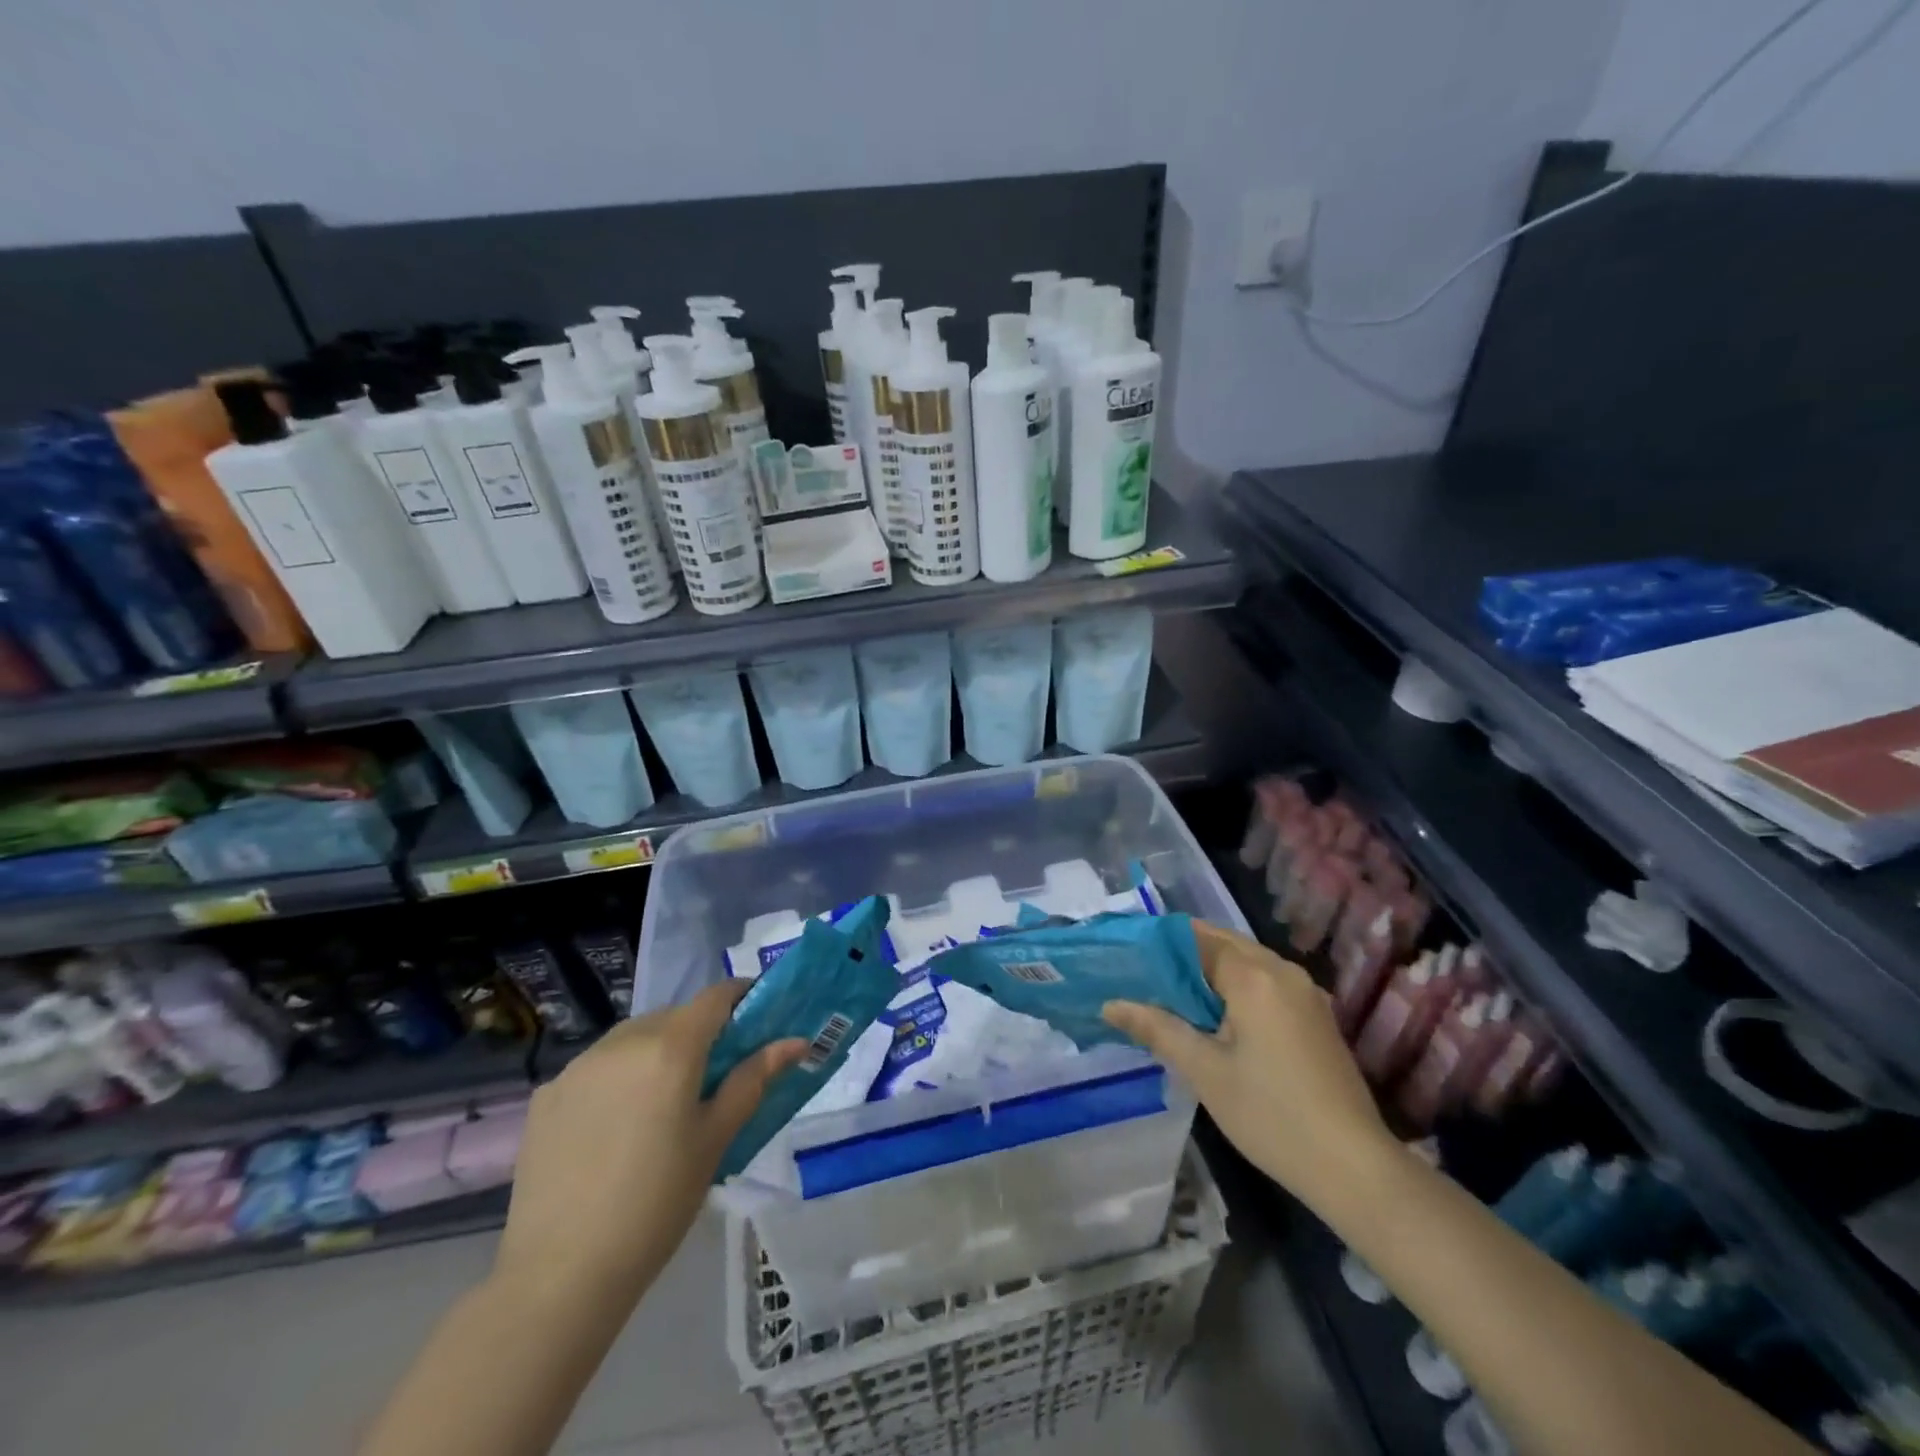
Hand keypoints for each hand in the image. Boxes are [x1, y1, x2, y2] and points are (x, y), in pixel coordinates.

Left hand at [493, 981, 805, 1304]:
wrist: (561, 1274)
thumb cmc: (658, 1203)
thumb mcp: (715, 1139)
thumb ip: (753, 1080)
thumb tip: (795, 1042)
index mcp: (670, 1048)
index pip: (715, 996)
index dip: (740, 998)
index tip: (756, 1017)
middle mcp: (622, 1042)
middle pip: (673, 1016)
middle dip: (699, 1032)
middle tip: (713, 1076)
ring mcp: (578, 1066)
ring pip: (632, 1039)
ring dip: (655, 1052)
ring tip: (661, 1105)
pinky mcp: (546, 1095)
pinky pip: (596, 1068)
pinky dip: (616, 1079)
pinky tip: (615, 1128)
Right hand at [1103, 920, 1398, 1214]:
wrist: (1355, 1168)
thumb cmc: (1271, 1115)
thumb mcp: (1205, 1071)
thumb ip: (1157, 1028)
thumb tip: (1110, 1004)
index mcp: (1253, 975)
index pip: (1197, 937)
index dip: (1159, 941)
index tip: (1127, 953)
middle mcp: (1283, 971)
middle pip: (1223, 943)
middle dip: (1183, 954)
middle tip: (1141, 973)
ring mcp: (1305, 993)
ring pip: (1247, 962)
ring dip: (1210, 971)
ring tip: (1170, 993)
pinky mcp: (1316, 1017)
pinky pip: (1266, 983)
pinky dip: (1236, 987)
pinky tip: (1215, 1016)